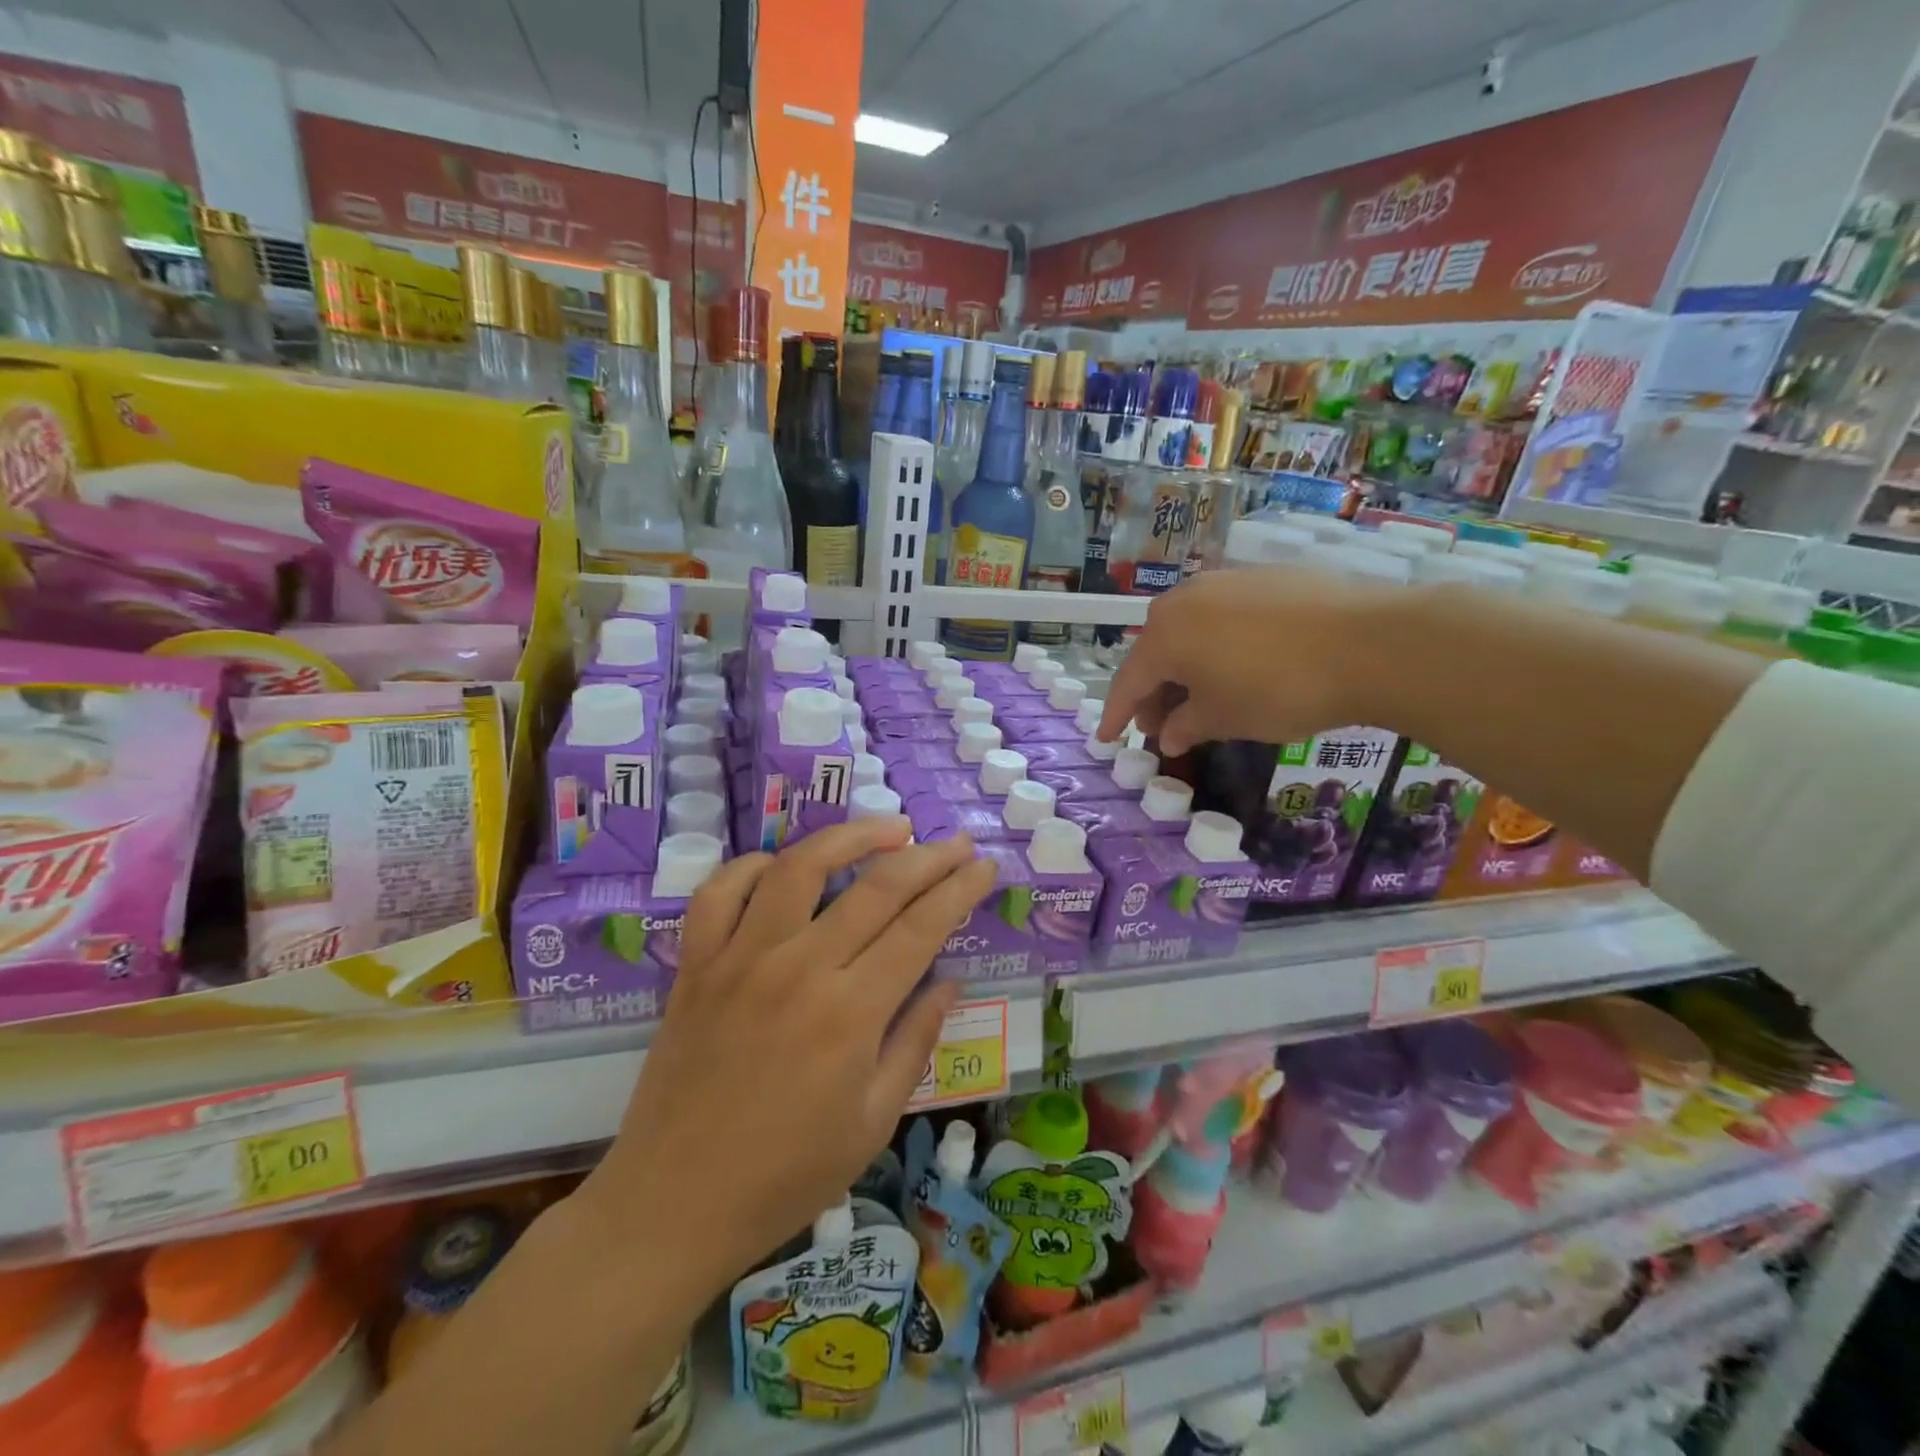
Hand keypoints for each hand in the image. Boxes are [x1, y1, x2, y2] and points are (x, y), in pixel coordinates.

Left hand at [575, 818, 996, 1301]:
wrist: (672, 1205)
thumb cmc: (786, 1175)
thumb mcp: (873, 1122)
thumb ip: (915, 1041)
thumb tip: (949, 980)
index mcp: (850, 1014)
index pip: (921, 928)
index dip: (959, 889)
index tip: (984, 866)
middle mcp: (799, 969)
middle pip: (877, 887)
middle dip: (928, 857)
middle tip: (958, 843)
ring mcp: (741, 959)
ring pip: (800, 867)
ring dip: (851, 837)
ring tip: (890, 829)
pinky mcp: (696, 963)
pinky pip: (721, 892)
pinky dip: (754, 866)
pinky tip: (784, 866)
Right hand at [1098, 565, 1386, 753]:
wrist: (1370, 642)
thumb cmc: (1279, 688)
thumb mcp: (1225, 718)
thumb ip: (1186, 726)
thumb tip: (1168, 735)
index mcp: (1165, 634)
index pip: (1129, 680)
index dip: (1117, 715)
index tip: (1107, 739)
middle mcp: (1185, 599)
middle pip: (1157, 651)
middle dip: (1154, 691)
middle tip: (1161, 725)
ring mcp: (1227, 581)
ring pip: (1190, 630)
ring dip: (1186, 666)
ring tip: (1201, 697)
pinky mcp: (1265, 577)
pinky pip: (1224, 616)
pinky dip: (1218, 645)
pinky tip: (1240, 666)